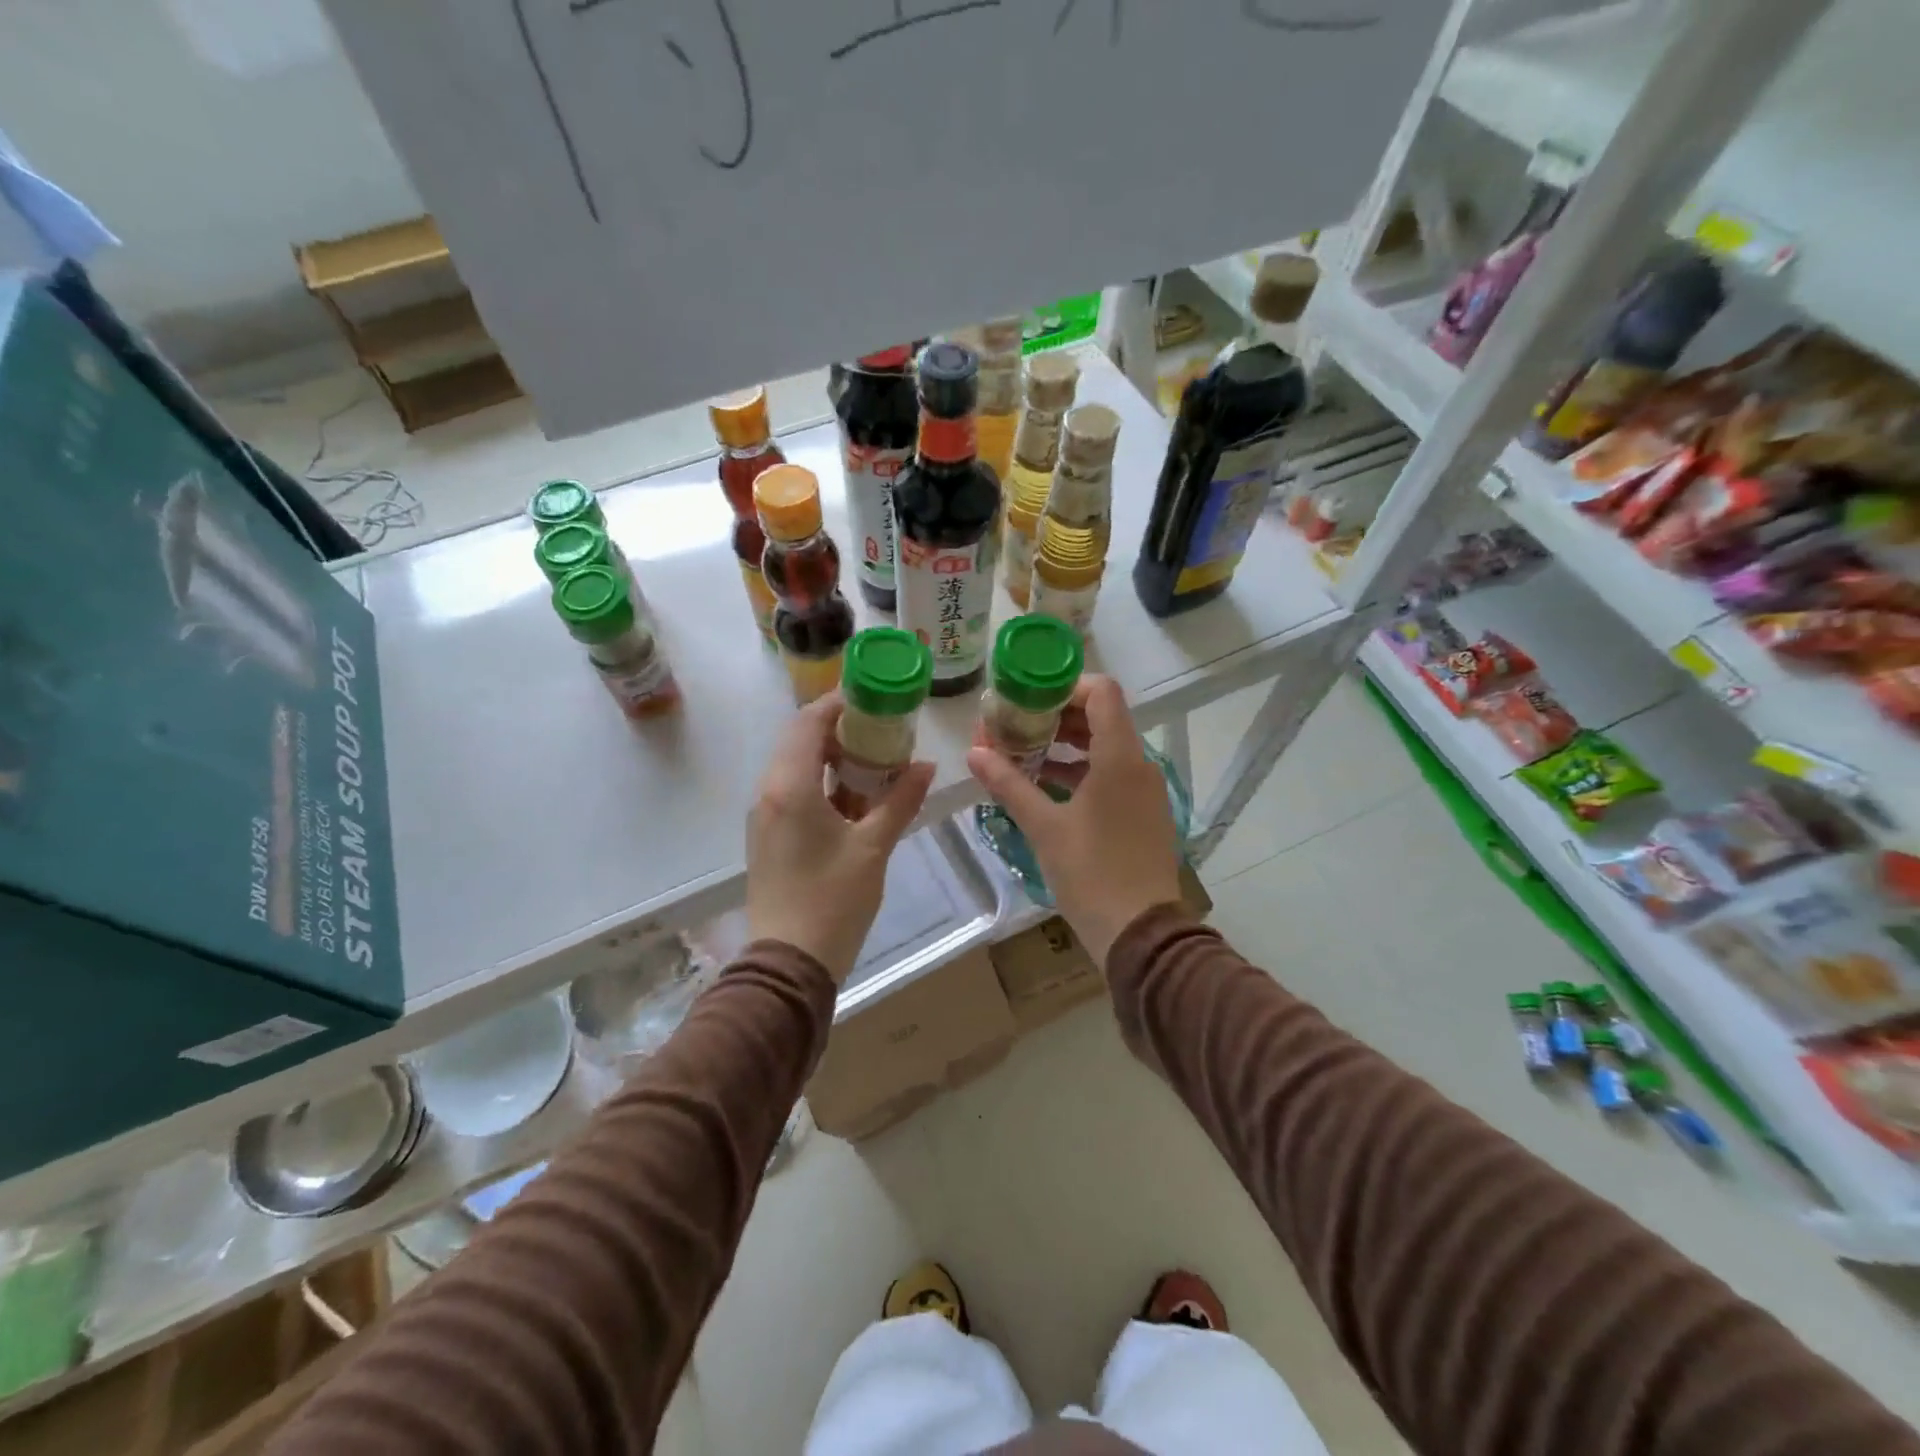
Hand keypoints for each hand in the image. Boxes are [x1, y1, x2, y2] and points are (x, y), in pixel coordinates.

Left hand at [747, 692, 934, 982]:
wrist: (789, 963)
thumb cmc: (833, 900)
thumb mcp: (874, 847)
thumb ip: (900, 801)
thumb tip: (926, 766)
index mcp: (791, 785)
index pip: (810, 721)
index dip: (840, 703)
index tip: (874, 698)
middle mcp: (770, 791)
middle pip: (801, 740)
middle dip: (841, 730)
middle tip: (883, 731)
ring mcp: (765, 815)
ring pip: (797, 767)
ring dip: (833, 758)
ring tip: (876, 763)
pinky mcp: (769, 836)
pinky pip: (794, 792)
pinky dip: (824, 784)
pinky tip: (856, 800)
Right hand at [967, 675, 1183, 965]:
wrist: (1140, 934)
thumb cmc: (1091, 874)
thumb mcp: (1044, 827)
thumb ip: (1009, 784)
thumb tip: (974, 752)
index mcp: (1120, 757)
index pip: (1102, 692)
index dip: (1065, 685)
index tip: (1028, 696)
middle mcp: (1139, 764)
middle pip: (1102, 717)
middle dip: (1057, 716)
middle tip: (1015, 723)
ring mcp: (1144, 790)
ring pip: (1105, 747)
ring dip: (1066, 744)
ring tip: (1023, 751)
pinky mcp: (1142, 813)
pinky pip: (1111, 774)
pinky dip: (1080, 770)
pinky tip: (1045, 784)